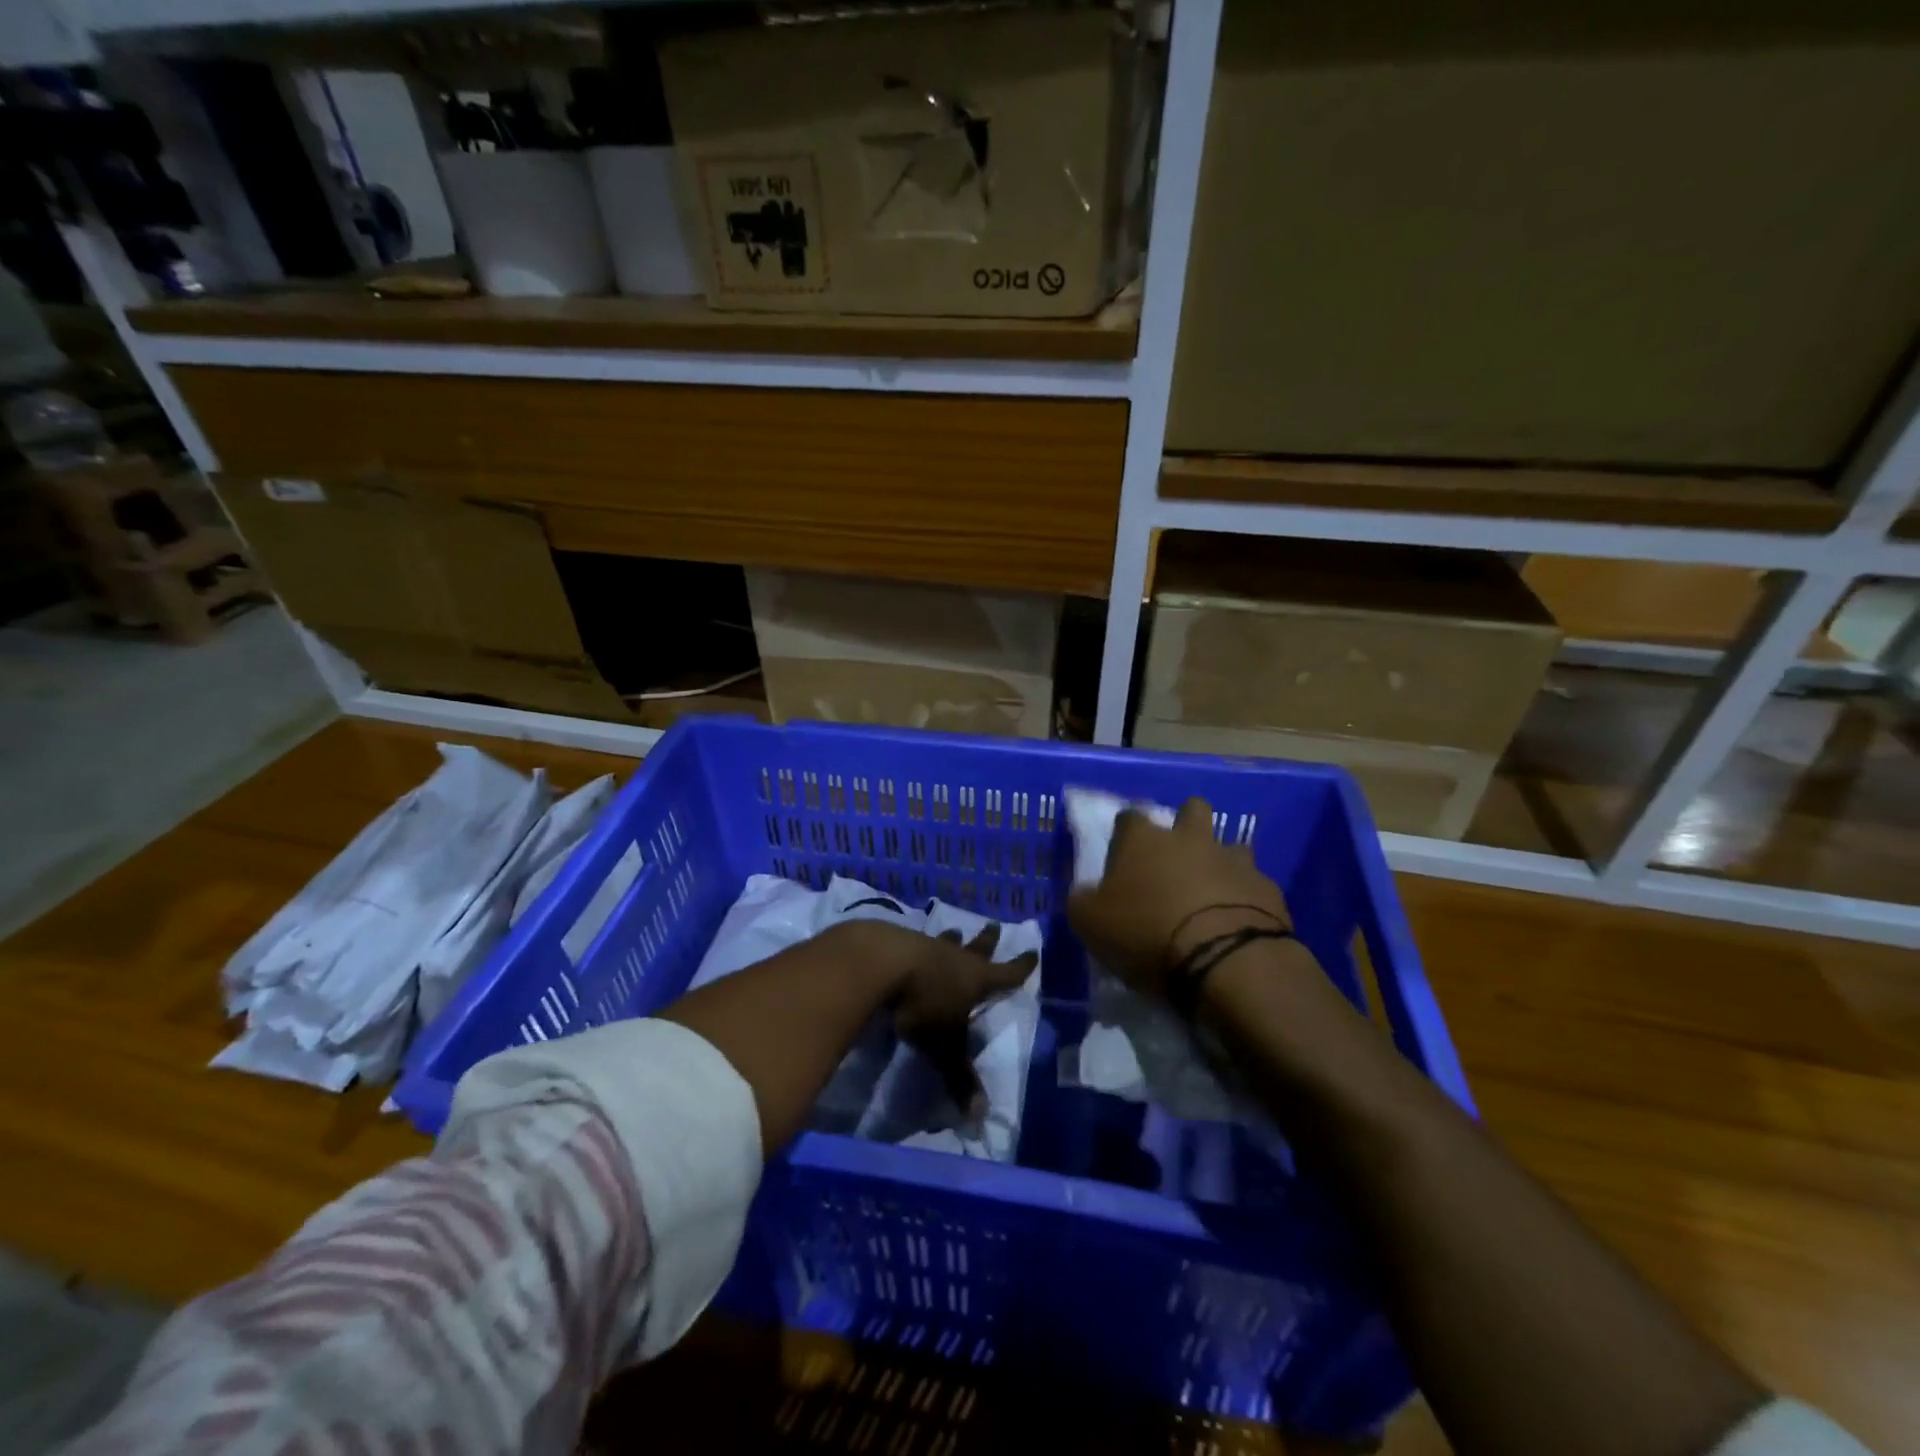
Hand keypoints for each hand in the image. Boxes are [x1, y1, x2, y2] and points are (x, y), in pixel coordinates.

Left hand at [839, 921, 1036, 1110]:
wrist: (881, 962)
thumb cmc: (922, 1004)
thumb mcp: (943, 1047)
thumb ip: (960, 1077)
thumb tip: (980, 1116)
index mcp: (976, 979)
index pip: (1007, 973)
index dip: (1021, 967)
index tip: (1033, 952)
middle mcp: (956, 958)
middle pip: (978, 947)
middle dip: (988, 940)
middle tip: (994, 925)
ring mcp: (927, 946)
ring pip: (946, 941)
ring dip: (952, 939)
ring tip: (955, 930)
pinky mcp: (899, 942)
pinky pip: (917, 941)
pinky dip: (920, 943)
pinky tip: (912, 941)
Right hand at [1067, 797, 1290, 999]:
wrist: (1225, 961)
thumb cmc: (1147, 934)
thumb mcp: (1090, 924)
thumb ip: (1083, 901)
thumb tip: (1085, 893)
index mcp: (1143, 840)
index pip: (1128, 817)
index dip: (1125, 834)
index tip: (1123, 856)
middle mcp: (1190, 838)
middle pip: (1192, 809)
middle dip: (1185, 825)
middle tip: (1176, 859)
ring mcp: (1233, 860)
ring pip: (1230, 846)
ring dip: (1221, 863)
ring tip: (1212, 894)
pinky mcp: (1267, 889)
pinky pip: (1254, 885)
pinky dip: (1246, 899)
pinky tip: (1238, 923)